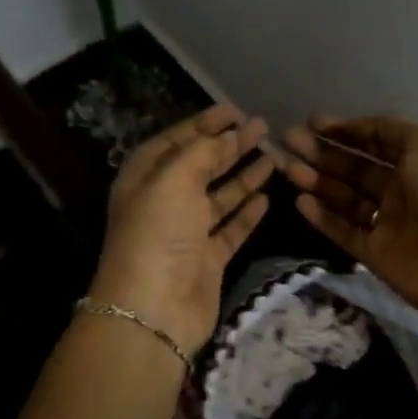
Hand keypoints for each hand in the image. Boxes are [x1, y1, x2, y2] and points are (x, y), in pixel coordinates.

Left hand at [89, 104, 273, 354]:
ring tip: (272, 155)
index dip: (204, 123)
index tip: (234, 110)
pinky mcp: (207, 259)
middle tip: (261, 126)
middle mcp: (164, 202)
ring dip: (243, 175)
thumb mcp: (174, 179)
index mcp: (145, 178)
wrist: (155, 308)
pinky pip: (230, 228)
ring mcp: (186, 233)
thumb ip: (202, 151)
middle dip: (228, 145)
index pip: (176, 141)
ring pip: (219, 196)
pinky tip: (267, 196)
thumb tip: (226, 136)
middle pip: (200, 165)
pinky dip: (247, 213)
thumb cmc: (158, 233)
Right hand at [279, 115, 417, 351]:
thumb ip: (389, 129)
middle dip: (321, 152)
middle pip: (353, 168)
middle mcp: (401, 189)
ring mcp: (387, 223)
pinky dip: (321, 216)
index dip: (345, 130)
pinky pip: (343, 231)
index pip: (374, 141)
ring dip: (316, 180)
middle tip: (288, 140)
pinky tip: (299, 200)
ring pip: (344, 198)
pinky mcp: (374, 254)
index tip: (312, 122)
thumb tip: (356, 127)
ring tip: (286, 166)